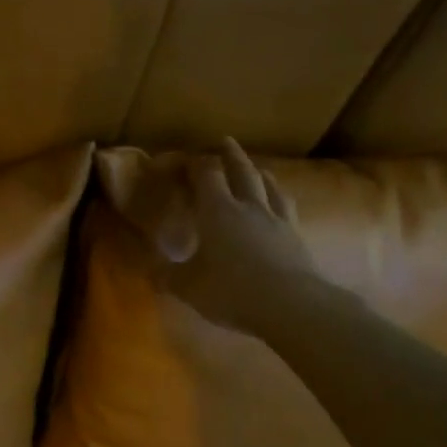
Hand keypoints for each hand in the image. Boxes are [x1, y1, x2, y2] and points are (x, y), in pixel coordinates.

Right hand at [122, 139, 316, 333]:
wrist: (292, 305)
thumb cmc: (232, 291)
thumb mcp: (188, 287)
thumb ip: (168, 275)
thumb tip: (148, 267)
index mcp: (217, 211)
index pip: (206, 176)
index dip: (196, 164)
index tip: (186, 159)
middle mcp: (248, 207)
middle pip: (242, 171)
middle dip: (231, 155)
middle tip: (225, 141)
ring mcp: (277, 220)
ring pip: (270, 187)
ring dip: (261, 174)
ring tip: (258, 170)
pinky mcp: (298, 238)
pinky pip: (288, 209)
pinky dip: (281, 200)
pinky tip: (282, 206)